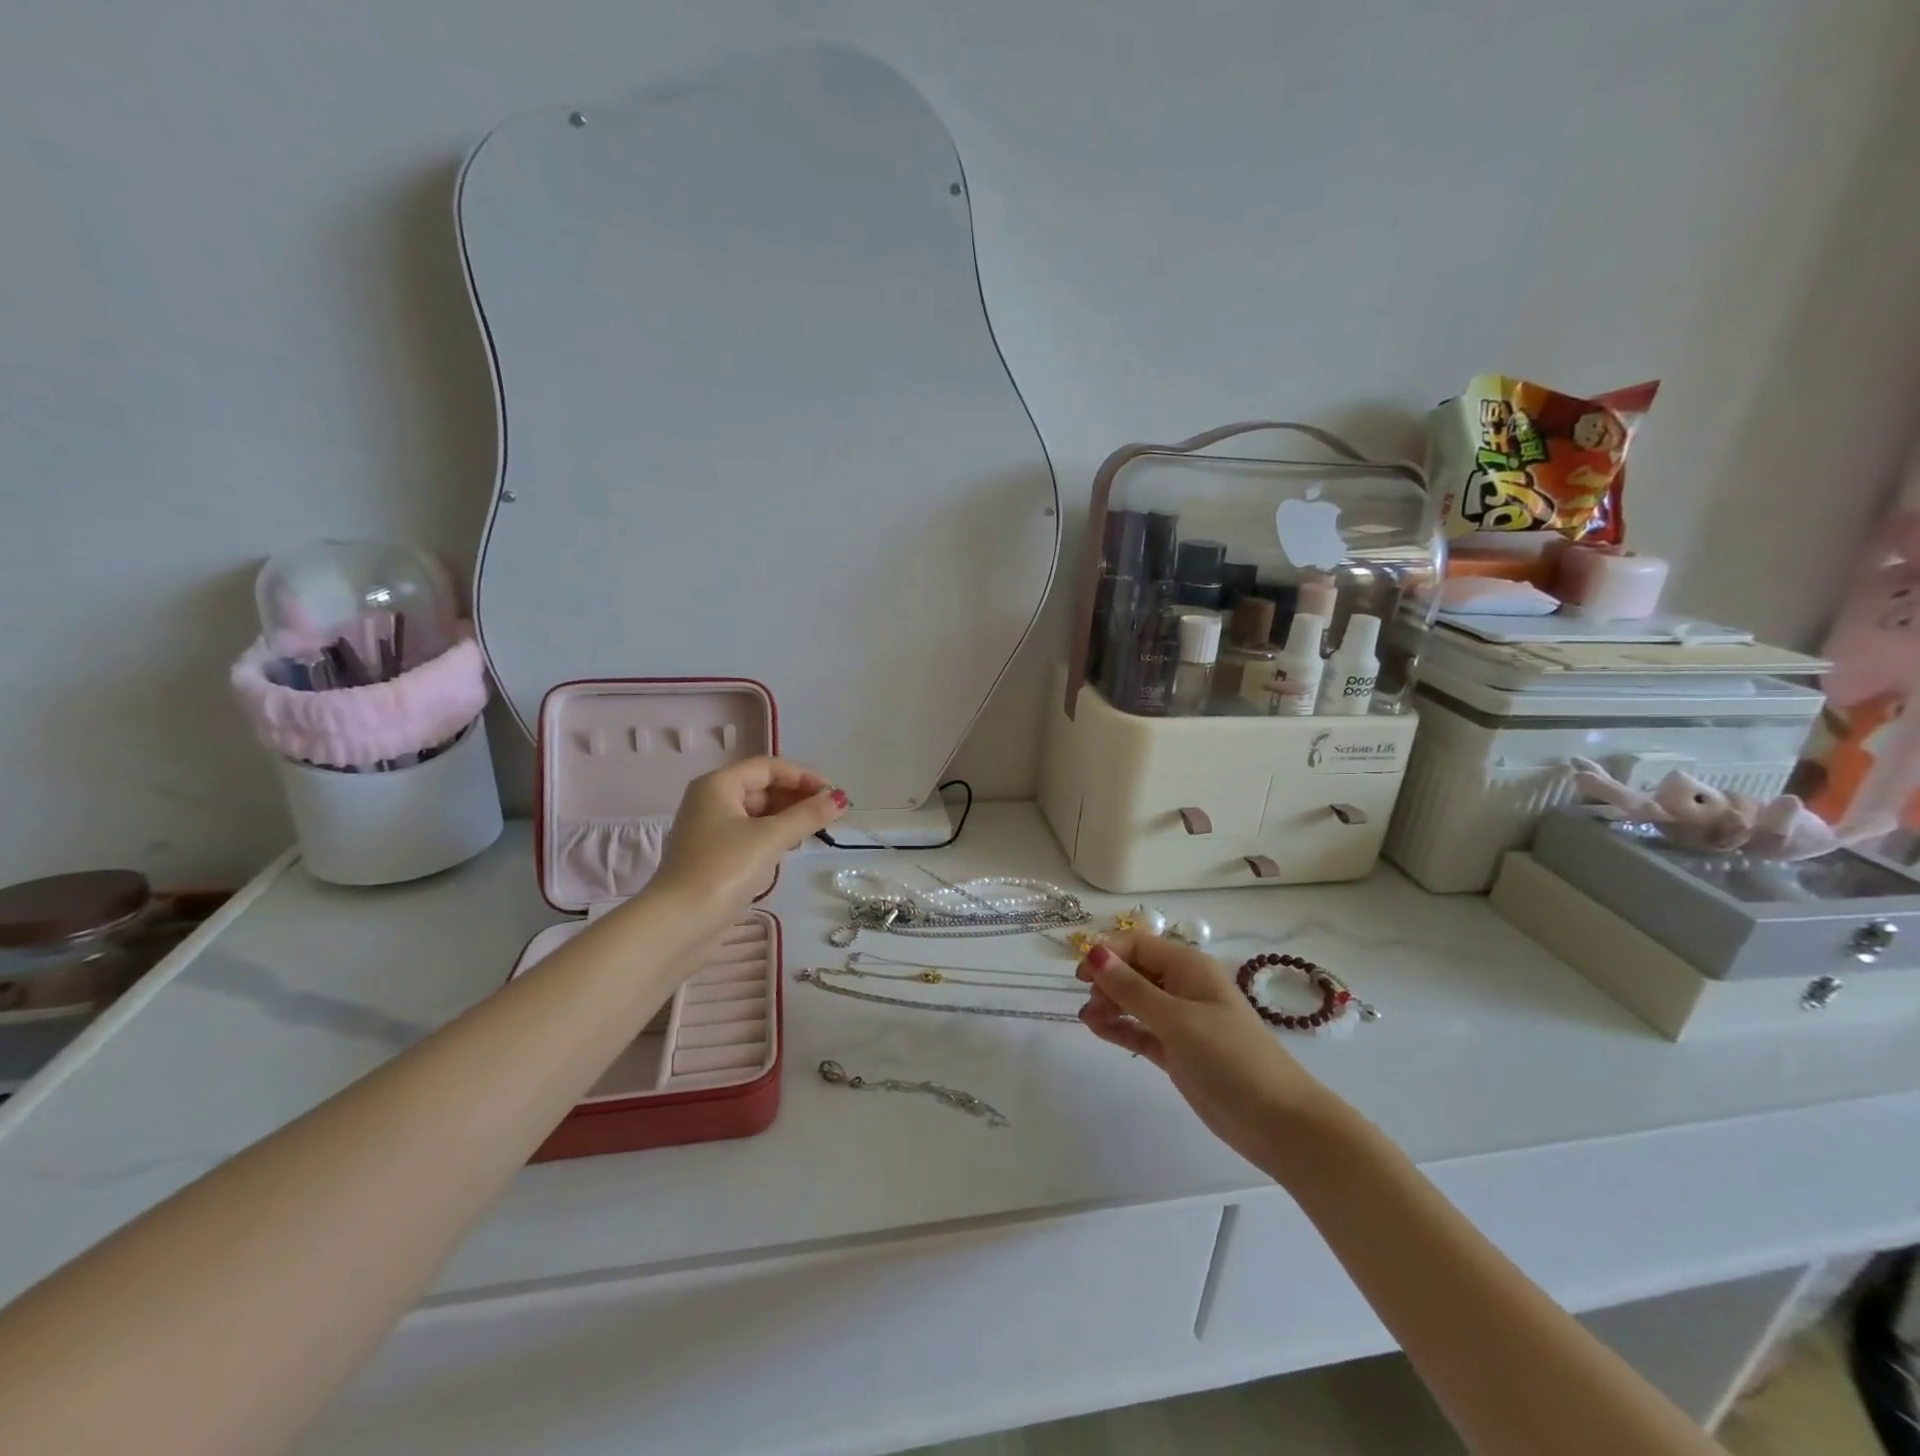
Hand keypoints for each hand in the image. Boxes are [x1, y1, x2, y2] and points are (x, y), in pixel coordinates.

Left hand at [649, 757, 846, 919]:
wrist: (677, 924)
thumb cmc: (723, 869)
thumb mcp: (771, 838)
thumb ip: (808, 816)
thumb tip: (840, 799)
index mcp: (718, 785)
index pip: (768, 767)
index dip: (803, 776)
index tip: (833, 793)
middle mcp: (711, 801)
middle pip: (762, 788)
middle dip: (797, 798)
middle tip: (830, 814)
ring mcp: (710, 830)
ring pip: (757, 813)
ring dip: (787, 818)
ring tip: (816, 831)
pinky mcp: (714, 856)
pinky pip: (750, 834)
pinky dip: (773, 836)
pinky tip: (791, 849)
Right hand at [1078, 932, 1336, 1173]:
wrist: (1277, 1121)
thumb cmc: (1229, 1057)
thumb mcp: (1176, 1018)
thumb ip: (1132, 988)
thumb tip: (1094, 951)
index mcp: (1188, 967)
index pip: (1138, 944)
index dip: (1107, 953)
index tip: (1081, 974)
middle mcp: (1183, 987)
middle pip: (1134, 971)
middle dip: (1107, 981)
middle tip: (1091, 1005)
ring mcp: (1180, 1020)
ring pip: (1134, 1001)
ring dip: (1109, 1005)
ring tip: (1089, 1021)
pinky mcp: (1176, 1050)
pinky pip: (1139, 1029)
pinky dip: (1119, 1028)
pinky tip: (1098, 1030)